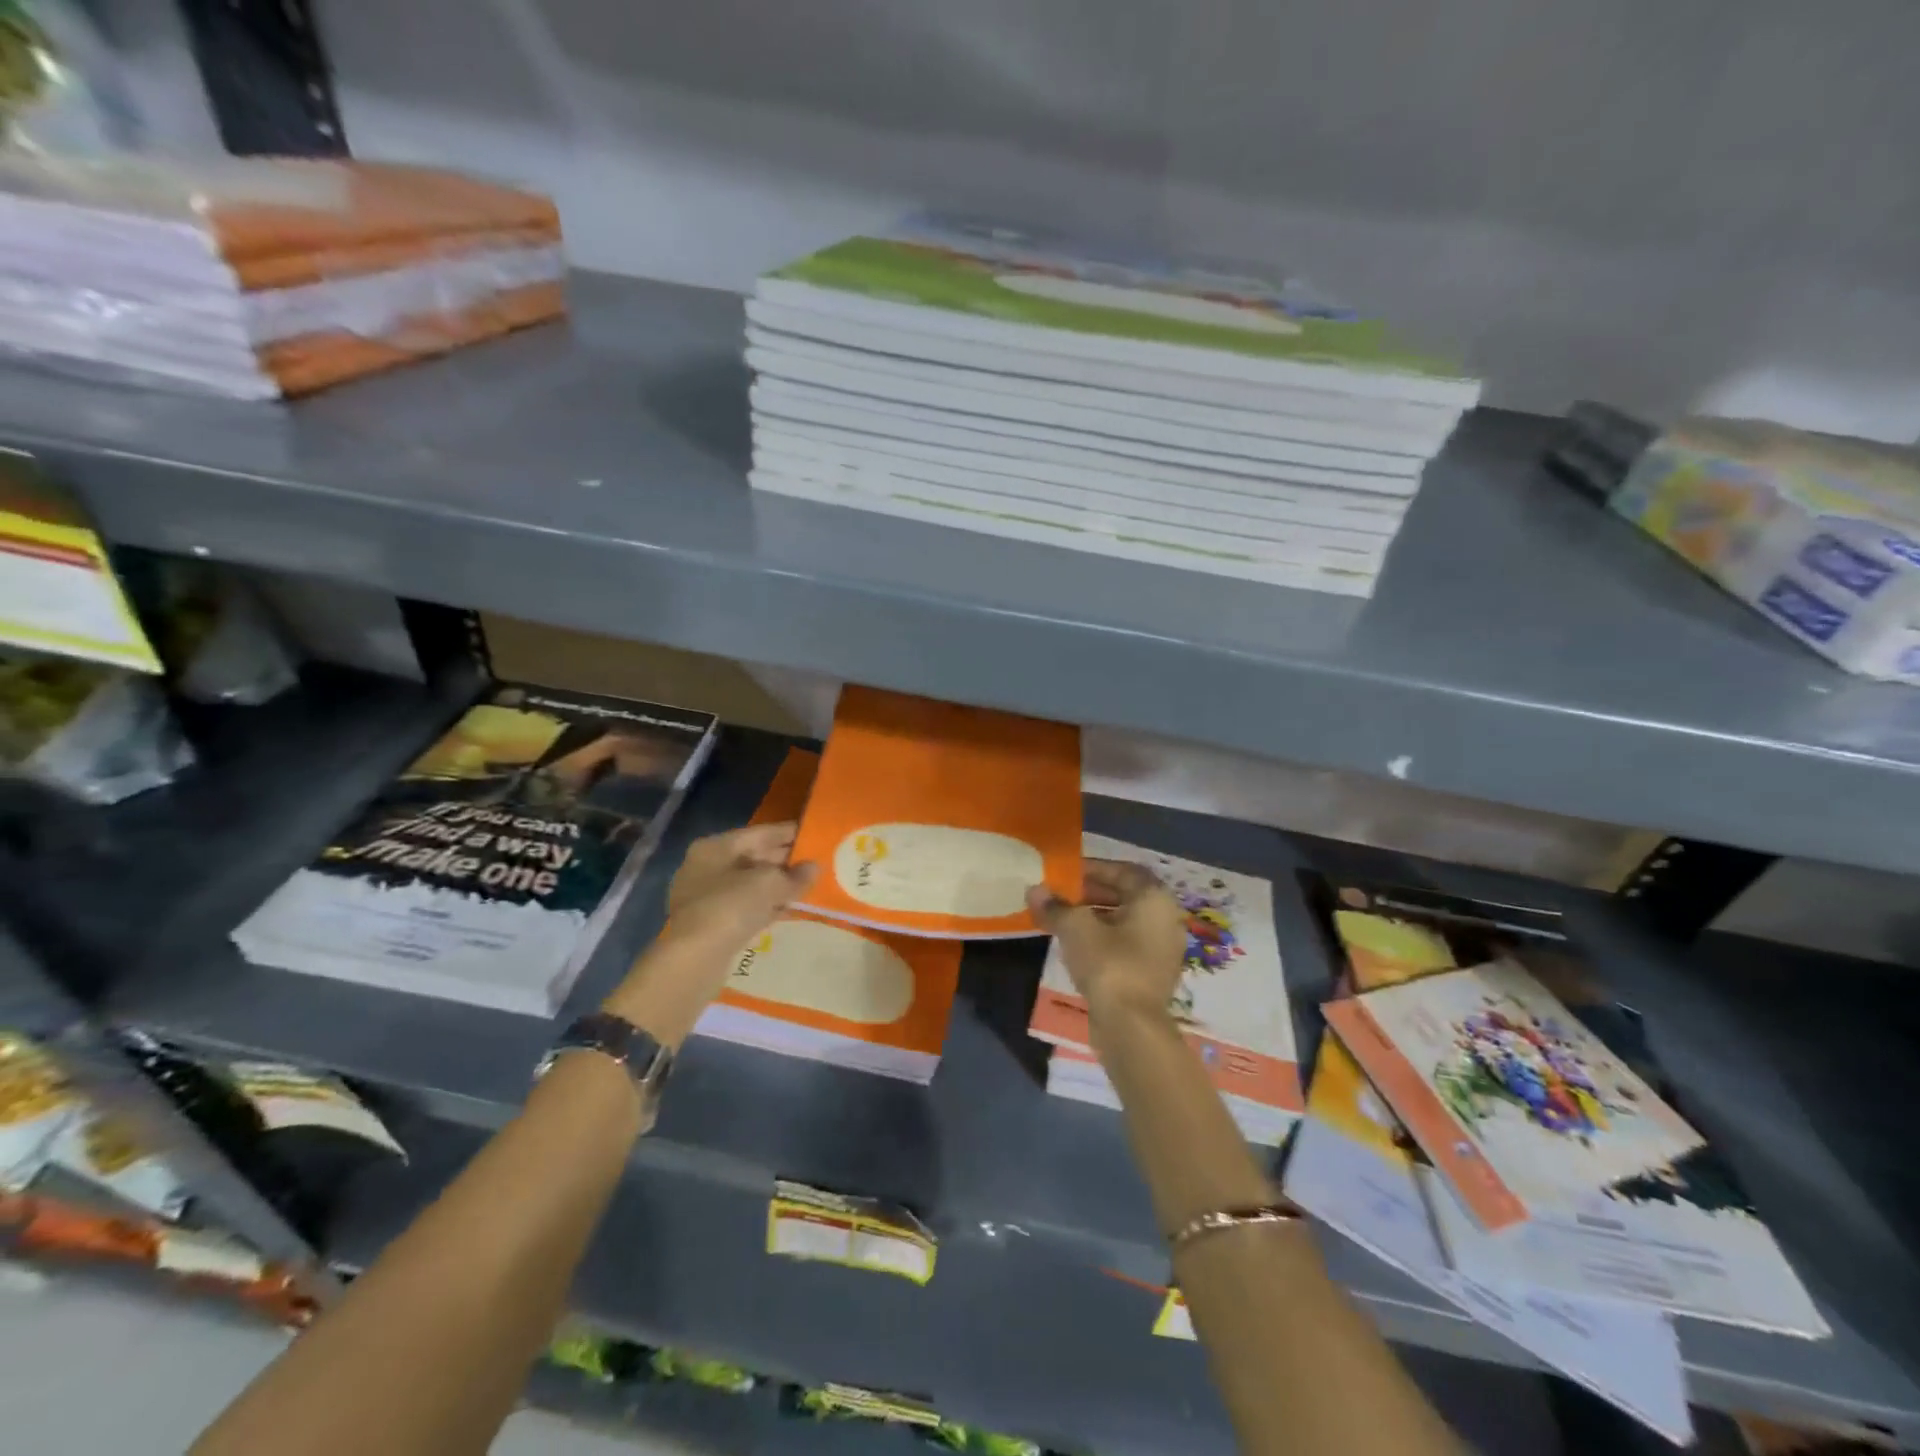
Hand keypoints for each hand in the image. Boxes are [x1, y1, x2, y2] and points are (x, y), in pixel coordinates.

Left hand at [602, 824, 816, 1044]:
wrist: (696, 959)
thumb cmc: (731, 907)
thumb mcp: (770, 884)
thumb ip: (795, 875)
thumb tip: (814, 867)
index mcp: (715, 847)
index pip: (760, 833)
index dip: (789, 833)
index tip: (814, 834)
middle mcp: (706, 866)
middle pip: (753, 857)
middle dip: (784, 860)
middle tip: (815, 861)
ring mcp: (705, 896)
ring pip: (750, 884)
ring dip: (776, 885)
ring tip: (807, 886)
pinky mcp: (710, 923)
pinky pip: (744, 906)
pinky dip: (765, 905)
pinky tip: (787, 910)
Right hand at [1027, 860, 1186, 1023]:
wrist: (1132, 1027)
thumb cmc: (1108, 964)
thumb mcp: (1075, 928)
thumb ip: (1055, 906)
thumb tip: (1034, 890)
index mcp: (1155, 899)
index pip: (1124, 871)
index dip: (1093, 868)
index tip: (1066, 873)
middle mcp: (1166, 919)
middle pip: (1126, 895)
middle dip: (1091, 892)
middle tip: (1061, 895)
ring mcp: (1163, 949)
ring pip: (1126, 921)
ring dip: (1095, 916)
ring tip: (1063, 919)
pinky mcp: (1153, 973)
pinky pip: (1127, 944)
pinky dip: (1104, 938)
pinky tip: (1077, 946)